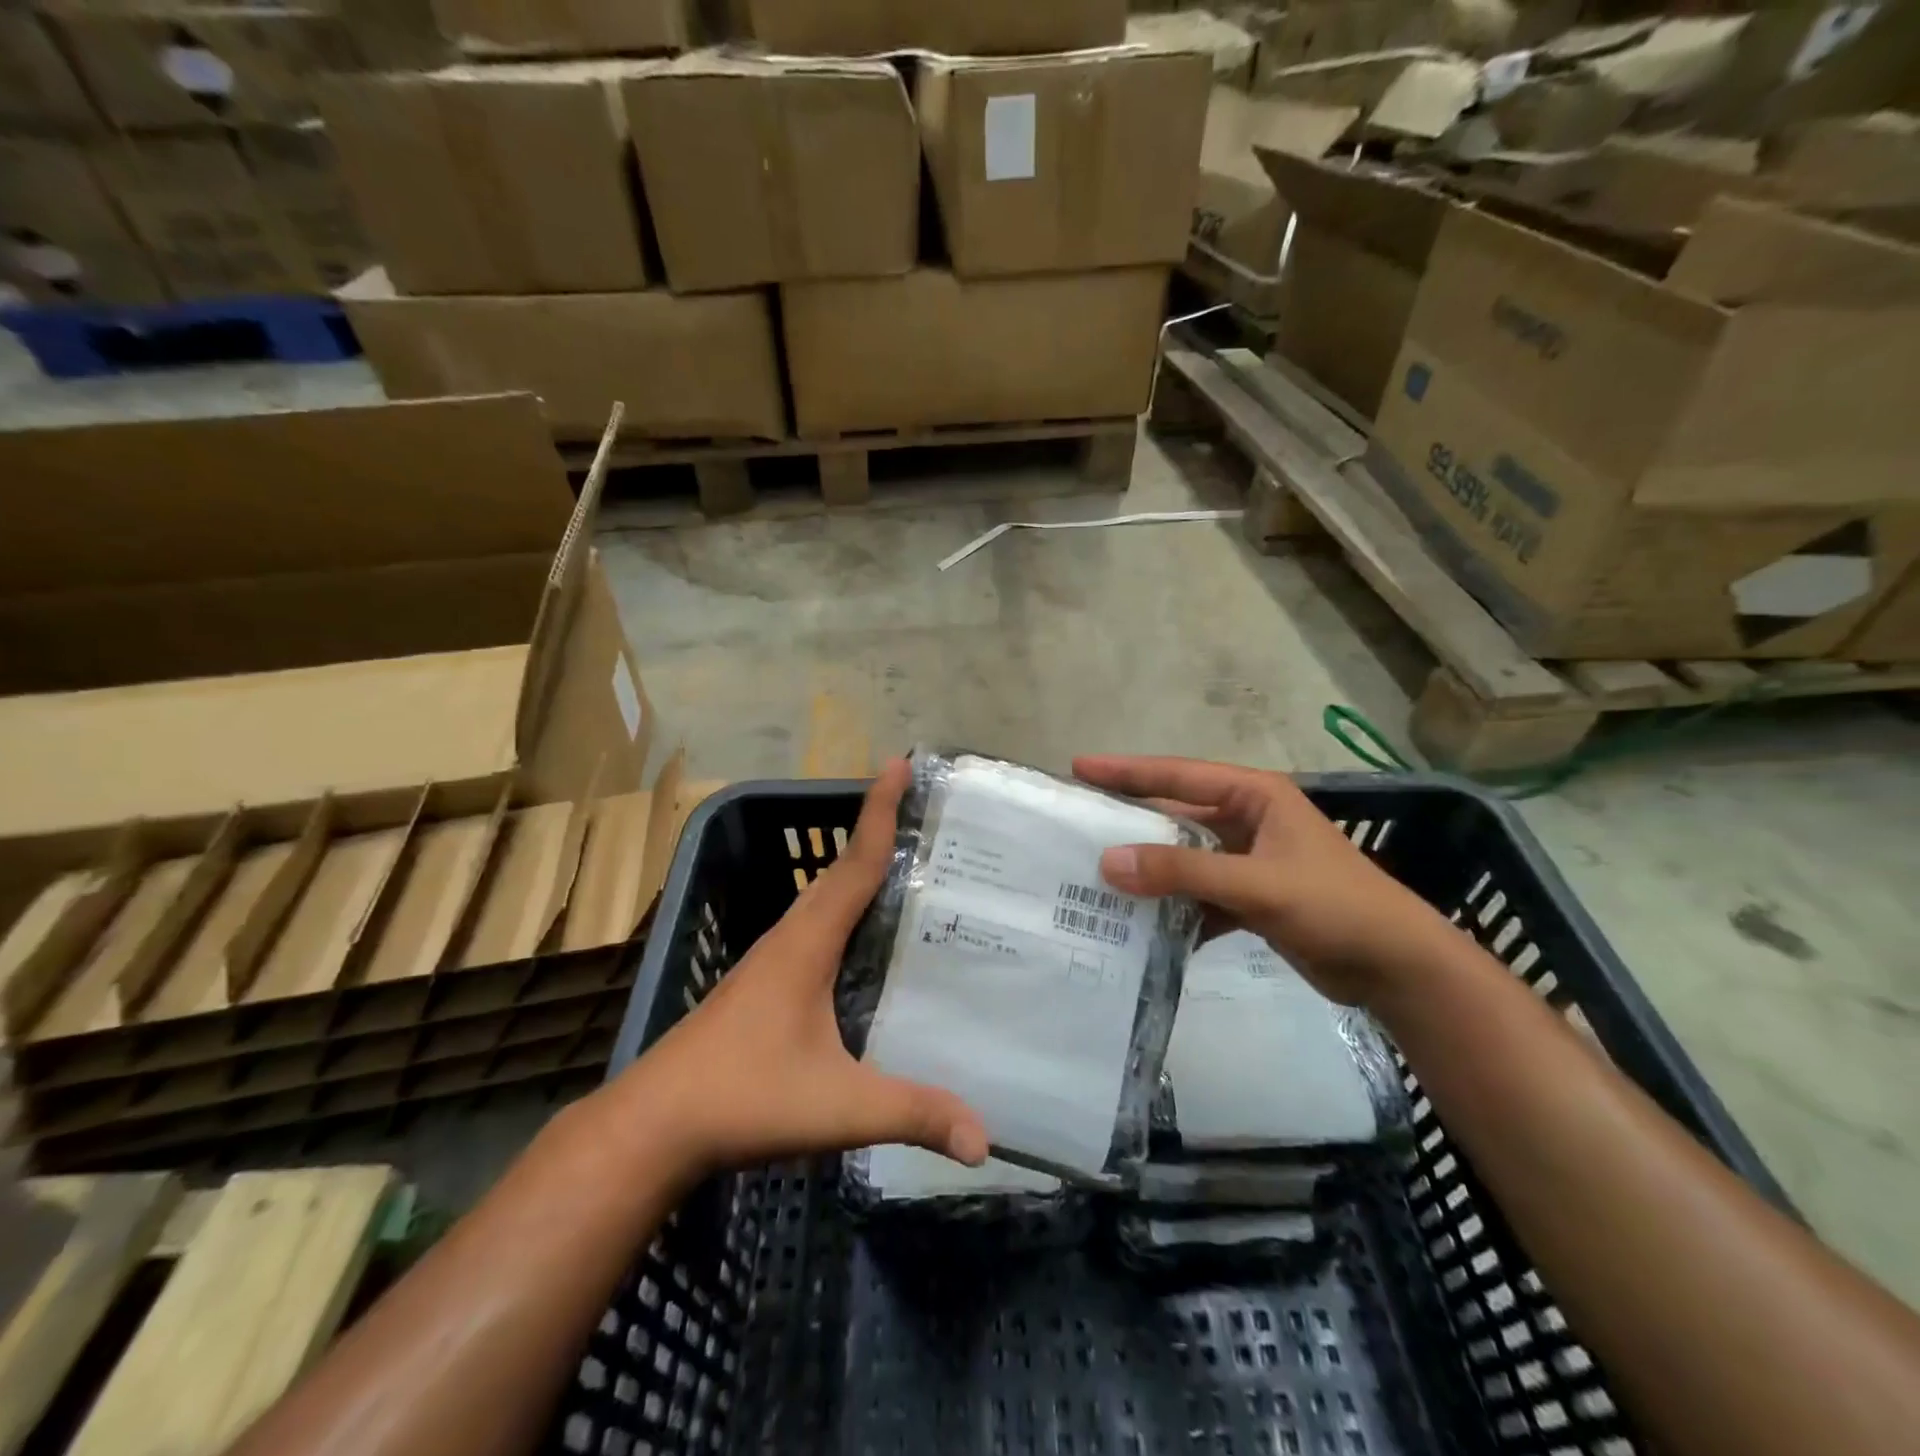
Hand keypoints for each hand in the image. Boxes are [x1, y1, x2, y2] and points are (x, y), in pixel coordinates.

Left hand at [607, 759, 988, 1178]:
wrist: (652, 1127)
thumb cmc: (742, 1097)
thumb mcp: (837, 1106)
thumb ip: (912, 1114)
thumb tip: (985, 1141)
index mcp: (807, 943)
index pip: (855, 864)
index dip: (880, 812)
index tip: (900, 763)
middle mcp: (790, 938)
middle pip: (842, 871)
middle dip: (878, 832)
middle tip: (923, 812)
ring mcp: (771, 961)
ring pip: (824, 900)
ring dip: (859, 870)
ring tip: (907, 865)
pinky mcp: (764, 985)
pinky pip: (815, 927)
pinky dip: (844, 910)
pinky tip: (864, 938)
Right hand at [1074, 755, 1454, 1006]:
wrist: (1398, 969)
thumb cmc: (1335, 906)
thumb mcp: (1257, 884)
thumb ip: (1183, 872)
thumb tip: (1108, 862)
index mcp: (1255, 796)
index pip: (1178, 776)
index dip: (1127, 771)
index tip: (1079, 767)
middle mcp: (1247, 821)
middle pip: (1175, 816)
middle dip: (1130, 823)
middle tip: (1077, 824)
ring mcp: (1249, 862)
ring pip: (1184, 859)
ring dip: (1148, 871)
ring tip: (1094, 877)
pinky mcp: (1251, 899)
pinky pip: (1198, 895)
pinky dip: (1173, 908)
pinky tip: (1140, 925)